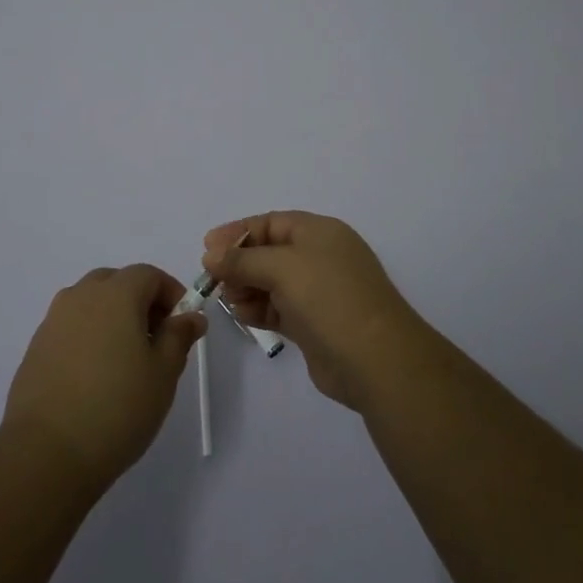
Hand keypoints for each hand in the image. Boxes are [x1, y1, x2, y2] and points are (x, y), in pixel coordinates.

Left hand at [2, 264, 205, 491]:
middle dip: (140, 302)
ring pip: (91, 303)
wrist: (46, 452)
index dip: (171, 293)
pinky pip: (71, 327)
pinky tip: (94, 376)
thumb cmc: (117, 407)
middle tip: (155, 341)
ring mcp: (54, 320)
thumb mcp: (164, 374)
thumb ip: (179, 337)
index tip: (182, 325)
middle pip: (117, 282)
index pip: (149, 275)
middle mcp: (82, 295)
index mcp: (116, 293)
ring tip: (124, 361)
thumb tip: (191, 316)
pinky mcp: (36, 347)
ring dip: (112, 318)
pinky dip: (88, 337)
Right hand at [205, 212, 433, 411]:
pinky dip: (258, 309)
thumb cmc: (329, 297)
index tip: (207, 248)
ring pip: (271, 282)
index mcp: (319, 232)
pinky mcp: (314, 324)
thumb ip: (242, 260)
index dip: (238, 232)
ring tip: (228, 300)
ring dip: (246, 288)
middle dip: (239, 263)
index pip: (271, 222)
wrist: (376, 359)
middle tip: (213, 279)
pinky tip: (242, 316)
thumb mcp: (282, 267)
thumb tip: (211, 255)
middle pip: (269, 252)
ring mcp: (318, 292)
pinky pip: (278, 308)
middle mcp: (320, 257)